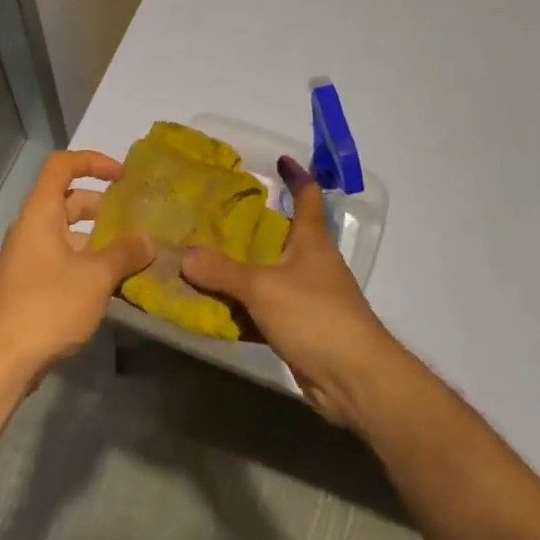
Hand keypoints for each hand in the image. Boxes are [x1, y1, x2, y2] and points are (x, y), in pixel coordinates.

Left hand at [0, 150, 152, 385]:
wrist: (1, 360)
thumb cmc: (47, 306)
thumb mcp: (95, 278)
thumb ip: (124, 254)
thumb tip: (147, 240)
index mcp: (40, 213)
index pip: (62, 166)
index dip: (92, 161)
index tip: (123, 176)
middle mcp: (30, 229)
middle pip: (67, 201)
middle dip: (103, 206)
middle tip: (136, 219)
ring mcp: (27, 258)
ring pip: (67, 234)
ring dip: (98, 239)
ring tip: (133, 254)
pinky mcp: (29, 285)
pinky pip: (62, 259)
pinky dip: (87, 262)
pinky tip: (112, 284)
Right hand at [182, 156, 403, 429]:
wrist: (354, 379)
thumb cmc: (316, 316)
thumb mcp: (263, 288)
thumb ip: (222, 272)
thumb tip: (185, 256)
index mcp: (312, 242)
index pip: (308, 198)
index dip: (296, 177)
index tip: (280, 160)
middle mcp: (312, 264)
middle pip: (282, 236)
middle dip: (252, 225)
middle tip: (213, 215)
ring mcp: (307, 298)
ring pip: (269, 274)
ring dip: (242, 268)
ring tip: (203, 257)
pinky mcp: (300, 328)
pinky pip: (264, 309)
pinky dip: (242, 307)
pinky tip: (214, 308)